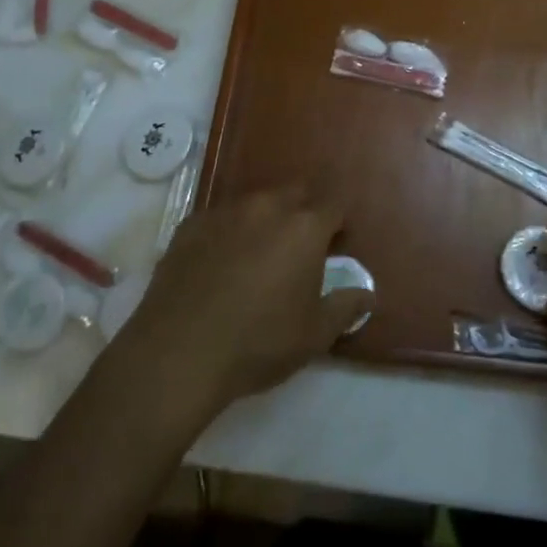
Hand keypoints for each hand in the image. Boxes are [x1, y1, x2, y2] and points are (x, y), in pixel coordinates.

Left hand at [118, 186, 368, 416]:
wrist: (178, 353)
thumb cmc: (258, 343)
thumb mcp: (314, 335)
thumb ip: (346, 307)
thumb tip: (367, 294)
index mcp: (304, 227)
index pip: (334, 206)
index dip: (338, 226)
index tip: (335, 248)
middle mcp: (267, 207)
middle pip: (295, 194)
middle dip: (303, 212)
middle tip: (299, 249)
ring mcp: (225, 212)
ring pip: (255, 203)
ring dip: (264, 220)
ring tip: (257, 256)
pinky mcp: (190, 225)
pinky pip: (220, 219)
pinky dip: (228, 232)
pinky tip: (219, 263)